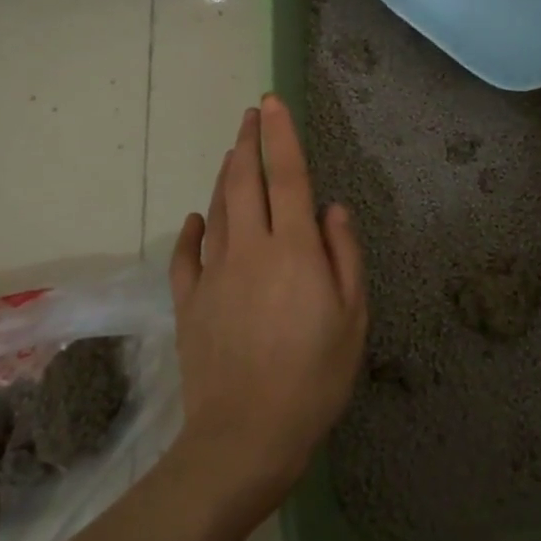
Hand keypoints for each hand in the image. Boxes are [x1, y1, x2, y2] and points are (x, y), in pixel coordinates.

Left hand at [168, 96, 367, 510]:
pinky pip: (187, 255)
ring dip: (226, 175)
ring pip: (218, 209)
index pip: (287, 176)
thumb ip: (344, 254)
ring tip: (232, 152)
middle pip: (245, 181)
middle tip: (250, 114)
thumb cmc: (314, 377)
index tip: (271, 103)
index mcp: (294, 249)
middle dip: (247, 141)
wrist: (245, 438)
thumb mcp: (352, 317)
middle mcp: (250, 249)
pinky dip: (192, 229)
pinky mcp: (190, 303)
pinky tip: (197, 217)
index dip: (280, 136)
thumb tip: (332, 207)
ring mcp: (214, 274)